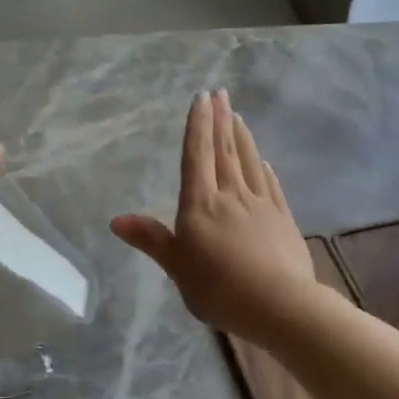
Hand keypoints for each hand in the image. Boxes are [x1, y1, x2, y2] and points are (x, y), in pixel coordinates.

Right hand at [112, 90, 320, 342]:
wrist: (278, 304)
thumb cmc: (218, 287)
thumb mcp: (176, 267)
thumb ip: (151, 239)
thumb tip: (115, 220)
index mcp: (201, 204)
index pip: (197, 156)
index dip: (198, 125)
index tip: (202, 97)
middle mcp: (231, 195)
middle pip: (225, 151)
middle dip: (221, 120)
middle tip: (222, 93)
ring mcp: (261, 205)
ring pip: (250, 163)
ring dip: (243, 137)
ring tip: (239, 116)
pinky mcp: (283, 219)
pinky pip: (271, 186)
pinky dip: (265, 170)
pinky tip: (265, 162)